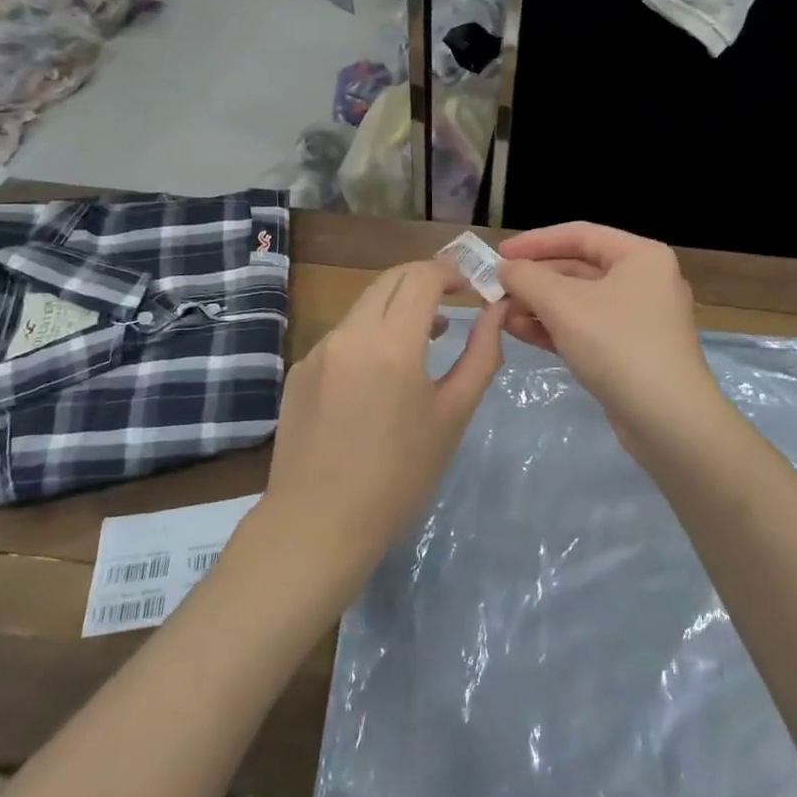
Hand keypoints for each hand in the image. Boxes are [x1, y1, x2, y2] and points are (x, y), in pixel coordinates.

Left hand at [251, 260, 505, 600]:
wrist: (318, 524)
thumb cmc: (399, 476)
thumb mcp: (452, 415)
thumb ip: (481, 354)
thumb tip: (497, 310)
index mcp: (390, 343)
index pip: (422, 277)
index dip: (451, 272)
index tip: (472, 287)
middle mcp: (349, 334)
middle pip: (390, 280)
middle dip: (425, 280)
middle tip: (454, 300)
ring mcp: (318, 350)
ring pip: (364, 306)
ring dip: (397, 307)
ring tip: (426, 337)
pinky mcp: (299, 370)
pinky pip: (342, 336)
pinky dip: (369, 335)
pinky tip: (380, 376)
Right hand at [497, 223, 725, 454]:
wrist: (668, 421)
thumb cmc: (618, 345)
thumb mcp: (564, 305)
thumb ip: (527, 278)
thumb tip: (504, 268)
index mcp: (640, 256)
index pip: (579, 234)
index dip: (535, 241)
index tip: (499, 253)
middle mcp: (643, 279)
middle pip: (578, 267)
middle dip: (534, 279)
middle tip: (495, 288)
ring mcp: (638, 317)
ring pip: (578, 300)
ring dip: (538, 304)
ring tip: (500, 313)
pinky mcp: (629, 349)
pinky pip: (586, 327)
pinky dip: (554, 327)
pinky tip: (519, 331)